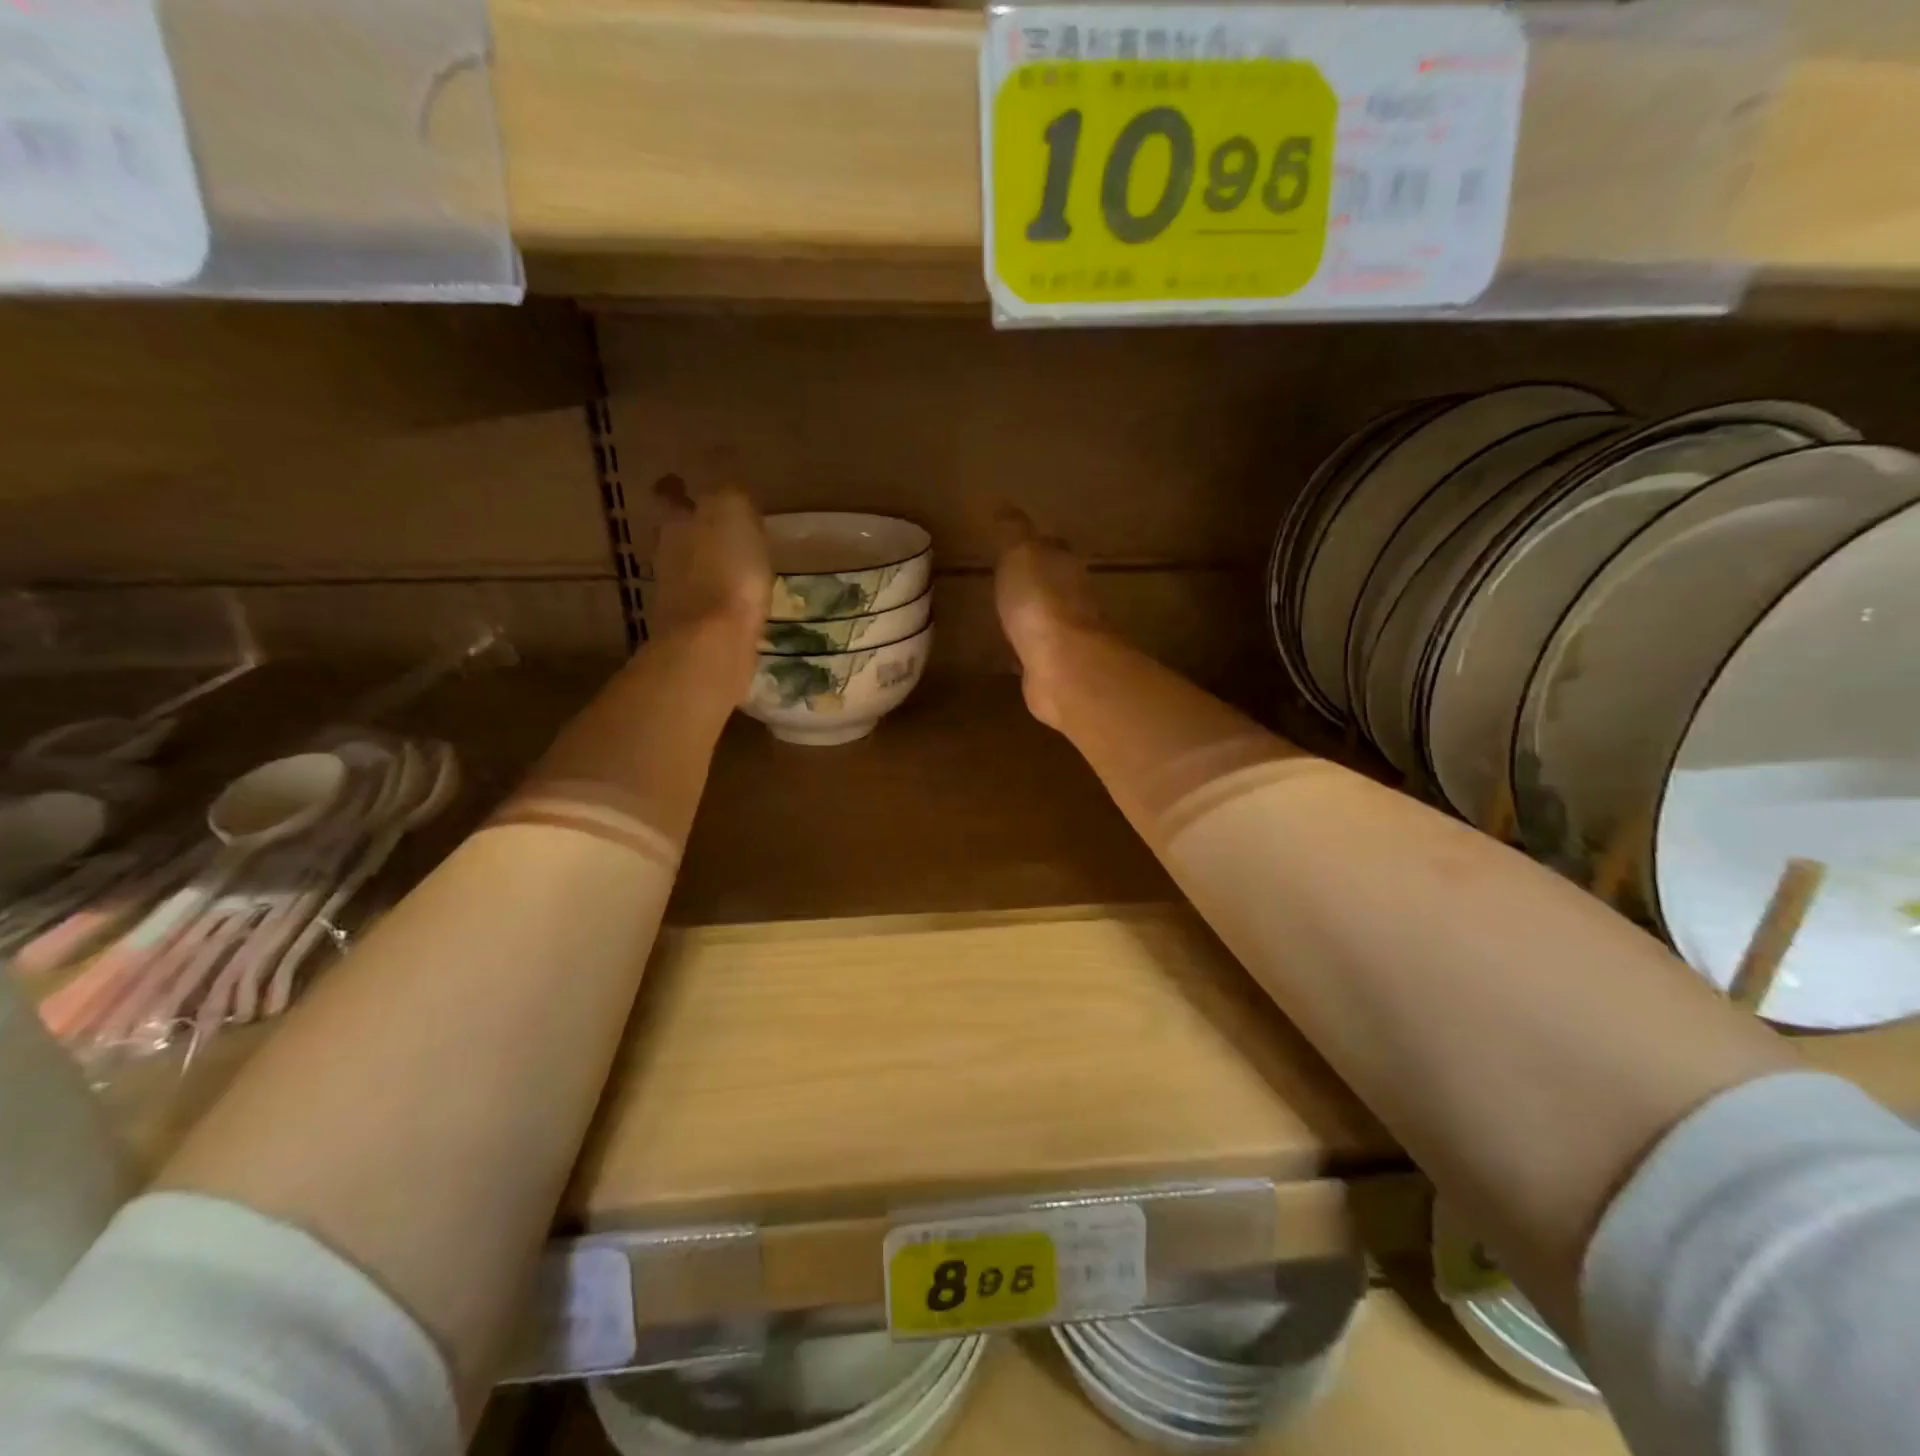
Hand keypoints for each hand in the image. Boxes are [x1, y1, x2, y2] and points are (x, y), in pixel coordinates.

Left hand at [651, 474, 770, 642]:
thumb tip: (728, 497)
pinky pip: (704, 605)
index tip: (681, 485)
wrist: (712, 642)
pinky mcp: (690, 630)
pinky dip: (716, 600)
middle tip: (719, 531)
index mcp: (676, 523)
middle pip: (677, 536)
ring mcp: (675, 596)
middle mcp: (666, 556)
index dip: (675, 490)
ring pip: (688, 571)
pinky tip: (735, 603)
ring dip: (706, 568)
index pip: (669, 496)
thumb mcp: (735, 515)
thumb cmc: (726, 570)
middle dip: (694, 532)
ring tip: (733, 569)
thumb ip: (731, 499)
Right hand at [993, 506, 1105, 726]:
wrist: (1062, 664)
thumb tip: (1005, 505)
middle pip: (1054, 585)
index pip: (1053, 548)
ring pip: (1046, 621)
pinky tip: (1010, 656)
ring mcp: (1066, 637)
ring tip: (1006, 618)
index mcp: (1065, 565)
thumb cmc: (1040, 600)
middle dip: (1036, 584)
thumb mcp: (1020, 553)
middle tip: (1009, 584)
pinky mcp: (1054, 670)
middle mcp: (1073, 599)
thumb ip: (1013, 531)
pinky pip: (1036, 654)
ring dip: (1031, 619)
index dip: (1037, 546)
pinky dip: (1025, 652)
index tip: (1019, 547)